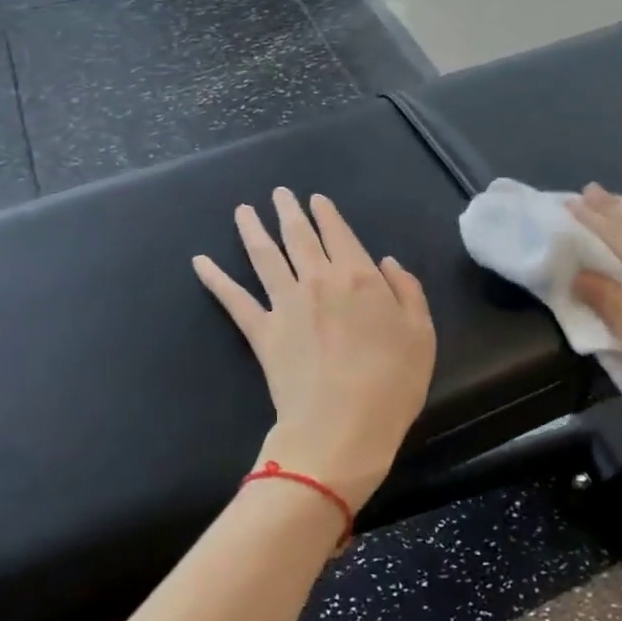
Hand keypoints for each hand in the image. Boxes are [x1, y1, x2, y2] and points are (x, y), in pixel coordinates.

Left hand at [194, 190, 435, 508]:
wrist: (342, 426)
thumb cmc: (392, 384)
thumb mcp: (422, 334)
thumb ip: (407, 291)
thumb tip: (387, 262)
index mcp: (360, 276)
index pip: (340, 234)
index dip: (327, 214)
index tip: (316, 200)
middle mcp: (319, 279)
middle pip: (299, 236)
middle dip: (289, 210)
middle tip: (279, 193)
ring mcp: (285, 303)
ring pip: (264, 255)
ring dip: (252, 229)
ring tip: (243, 210)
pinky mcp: (261, 331)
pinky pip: (233, 299)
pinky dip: (214, 278)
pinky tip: (199, 262)